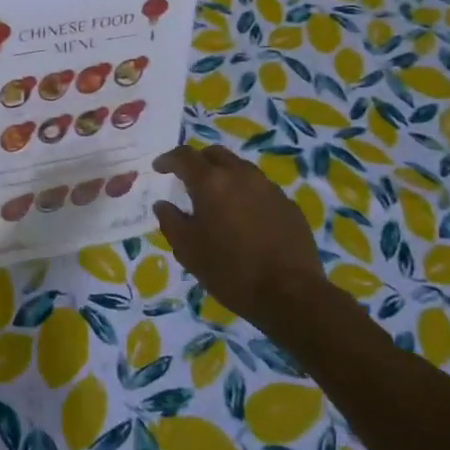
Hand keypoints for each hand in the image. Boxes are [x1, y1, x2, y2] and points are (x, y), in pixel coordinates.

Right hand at [152, 144, 324, 322]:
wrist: (290, 295)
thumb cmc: (230, 271)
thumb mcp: (188, 250)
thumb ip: (170, 221)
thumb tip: (163, 204)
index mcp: (211, 182)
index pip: (184, 156)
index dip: (168, 159)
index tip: (159, 168)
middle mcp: (241, 175)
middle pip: (215, 154)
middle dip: (198, 161)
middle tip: (188, 179)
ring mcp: (269, 188)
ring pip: (241, 168)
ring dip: (224, 175)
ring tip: (217, 198)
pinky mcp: (288, 204)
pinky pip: (261, 188)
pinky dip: (246, 193)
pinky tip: (245, 217)